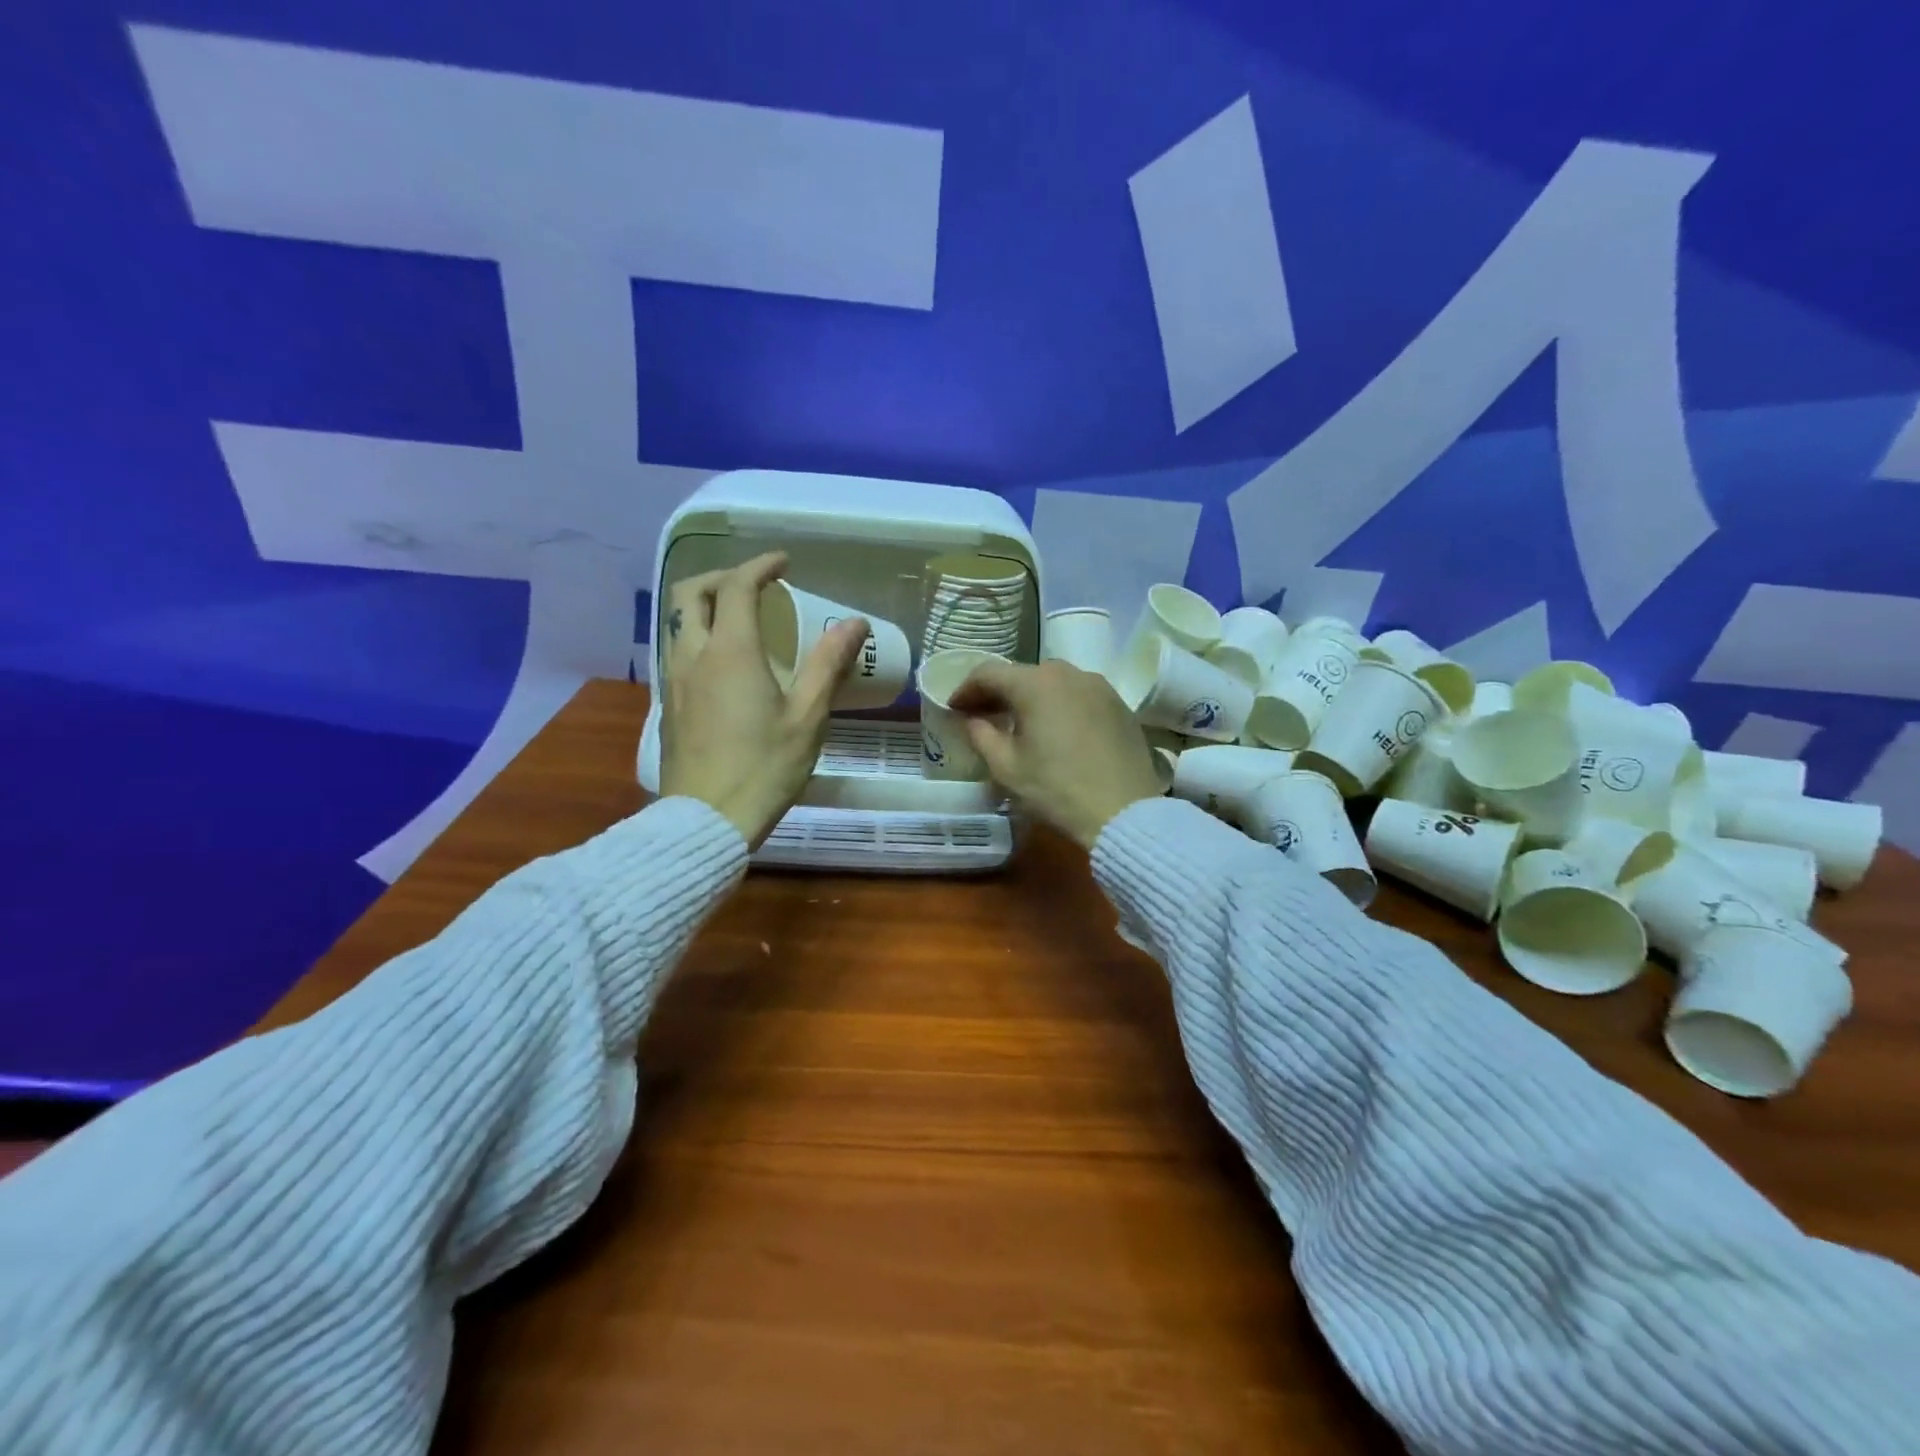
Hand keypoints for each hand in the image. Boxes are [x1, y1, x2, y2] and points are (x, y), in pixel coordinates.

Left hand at [659, 552, 867, 847]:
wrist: (705, 820)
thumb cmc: (763, 769)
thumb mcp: (807, 718)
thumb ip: (828, 665)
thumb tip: (854, 622)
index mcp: (730, 652)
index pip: (736, 587)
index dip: (760, 566)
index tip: (783, 564)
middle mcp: (693, 655)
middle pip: (690, 593)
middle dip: (721, 576)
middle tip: (755, 584)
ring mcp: (673, 680)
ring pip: (677, 621)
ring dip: (704, 604)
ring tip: (739, 617)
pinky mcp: (667, 704)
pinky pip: (675, 648)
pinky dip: (697, 633)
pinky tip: (722, 661)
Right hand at [948, 659, 1163, 849]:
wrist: (1124, 811)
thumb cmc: (1056, 789)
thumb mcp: (1006, 767)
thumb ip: (981, 735)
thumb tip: (973, 720)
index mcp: (1035, 684)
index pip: (988, 674)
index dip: (966, 689)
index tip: (954, 708)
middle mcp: (1068, 673)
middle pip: (1023, 674)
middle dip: (999, 691)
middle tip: (984, 714)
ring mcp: (1099, 686)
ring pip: (1054, 682)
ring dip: (1031, 696)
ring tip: (1021, 721)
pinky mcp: (1119, 704)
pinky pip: (1079, 695)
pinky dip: (1060, 704)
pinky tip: (1057, 729)